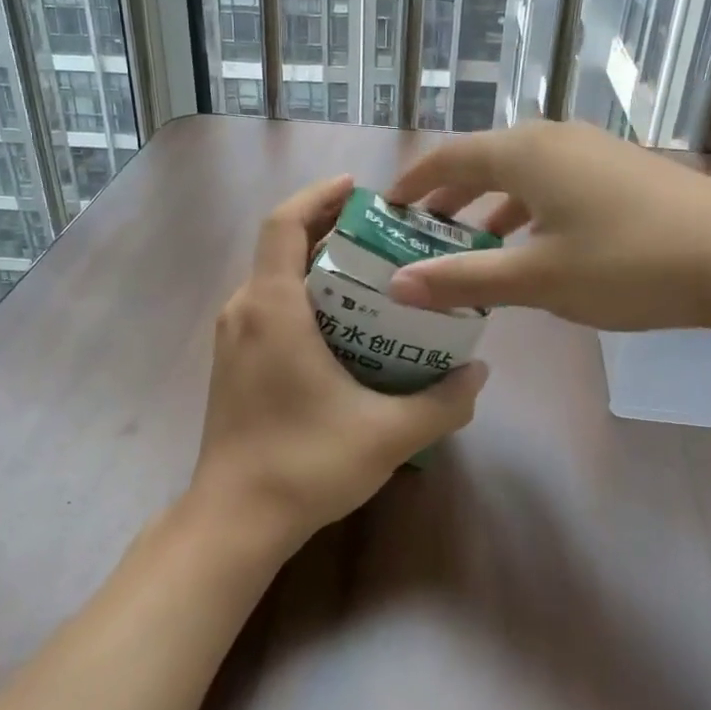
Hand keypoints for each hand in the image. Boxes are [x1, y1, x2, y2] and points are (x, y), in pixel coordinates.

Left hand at [189, 174, 488, 555]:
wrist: (235, 520)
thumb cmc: (305, 464)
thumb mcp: (388, 434)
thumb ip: (442, 402)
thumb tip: (479, 372)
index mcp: (271, 308)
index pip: (284, 224)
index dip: (318, 196)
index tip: (357, 189)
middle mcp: (243, 311)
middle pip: (281, 245)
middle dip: (327, 229)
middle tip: (381, 234)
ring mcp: (231, 338)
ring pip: (273, 277)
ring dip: (315, 264)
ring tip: (368, 273)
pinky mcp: (231, 362)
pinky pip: (266, 306)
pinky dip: (301, 295)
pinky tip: (341, 324)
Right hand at [384, 121, 710, 333]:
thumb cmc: (627, 263)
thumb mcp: (537, 279)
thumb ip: (462, 279)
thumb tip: (396, 286)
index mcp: (525, 153)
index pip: (449, 157)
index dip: (414, 182)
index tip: (388, 207)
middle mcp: (555, 138)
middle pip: (485, 160)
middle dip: (450, 196)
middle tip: (422, 230)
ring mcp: (595, 150)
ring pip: (523, 172)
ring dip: (491, 204)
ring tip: (473, 241)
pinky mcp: (625, 170)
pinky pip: (556, 181)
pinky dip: (529, 207)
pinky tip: (536, 243)